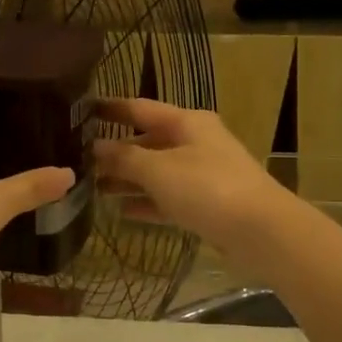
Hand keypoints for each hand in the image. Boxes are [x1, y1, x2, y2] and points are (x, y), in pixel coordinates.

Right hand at [93, 99, 291, 256]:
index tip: (80, 111)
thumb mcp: (159, 169)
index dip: (110, 109)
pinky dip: (146, 203)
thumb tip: (95, 147)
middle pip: (147, 142)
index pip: (140, 108)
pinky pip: (168, 198)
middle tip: (78, 161)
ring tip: (92, 188)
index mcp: (186, 122)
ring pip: (156, 172)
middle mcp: (195, 143)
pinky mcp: (206, 205)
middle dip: (115, 152)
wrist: (262, 232)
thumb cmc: (208, 188)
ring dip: (127, 180)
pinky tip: (120, 212)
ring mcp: (202, 175)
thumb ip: (124, 158)